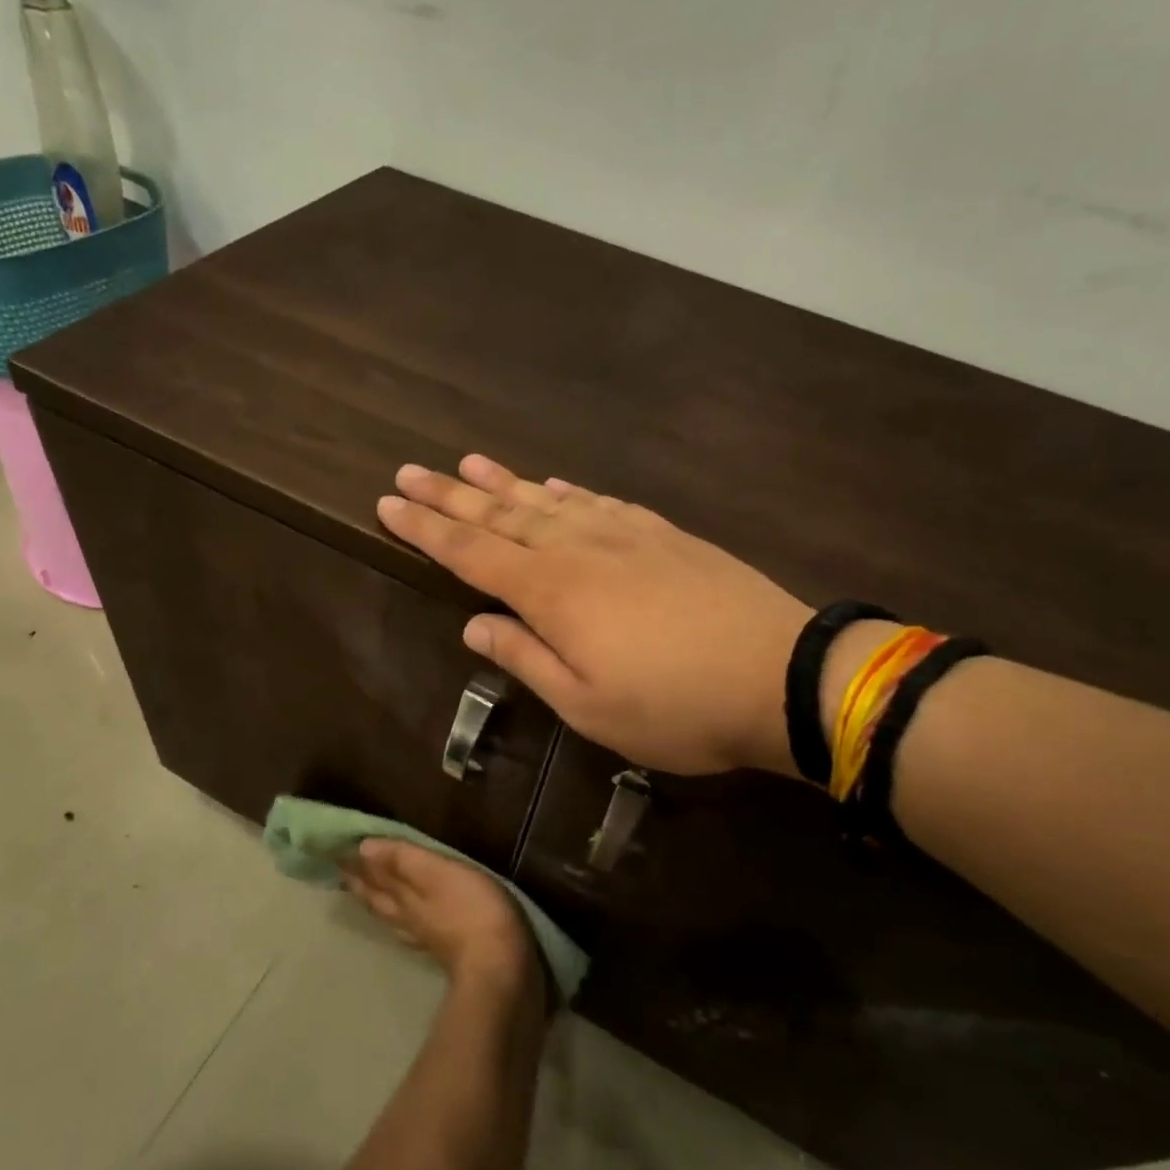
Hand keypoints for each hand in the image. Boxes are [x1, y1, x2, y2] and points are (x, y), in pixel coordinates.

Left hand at [341, 840, 537, 990]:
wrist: (499, 967)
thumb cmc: (470, 909)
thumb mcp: (438, 873)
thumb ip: (403, 860)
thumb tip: (363, 848)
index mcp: (403, 896)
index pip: (373, 875)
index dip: (356, 863)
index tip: (335, 850)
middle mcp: (406, 917)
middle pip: (377, 897)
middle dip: (360, 882)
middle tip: (342, 869)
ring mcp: (423, 936)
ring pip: (390, 915)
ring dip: (375, 900)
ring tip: (363, 891)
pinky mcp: (443, 950)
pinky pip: (409, 929)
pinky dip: (400, 920)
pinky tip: (405, 923)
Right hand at [377, 455, 811, 774]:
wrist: (781, 675)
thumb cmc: (675, 706)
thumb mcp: (587, 706)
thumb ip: (526, 659)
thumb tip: (474, 628)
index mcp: (552, 592)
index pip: (470, 553)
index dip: (425, 529)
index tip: (388, 503)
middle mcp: (578, 549)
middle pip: (500, 515)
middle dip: (449, 495)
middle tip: (409, 471)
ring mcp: (623, 534)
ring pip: (546, 500)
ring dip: (503, 482)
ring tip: (467, 463)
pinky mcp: (662, 534)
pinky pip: (599, 502)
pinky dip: (567, 492)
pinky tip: (553, 485)